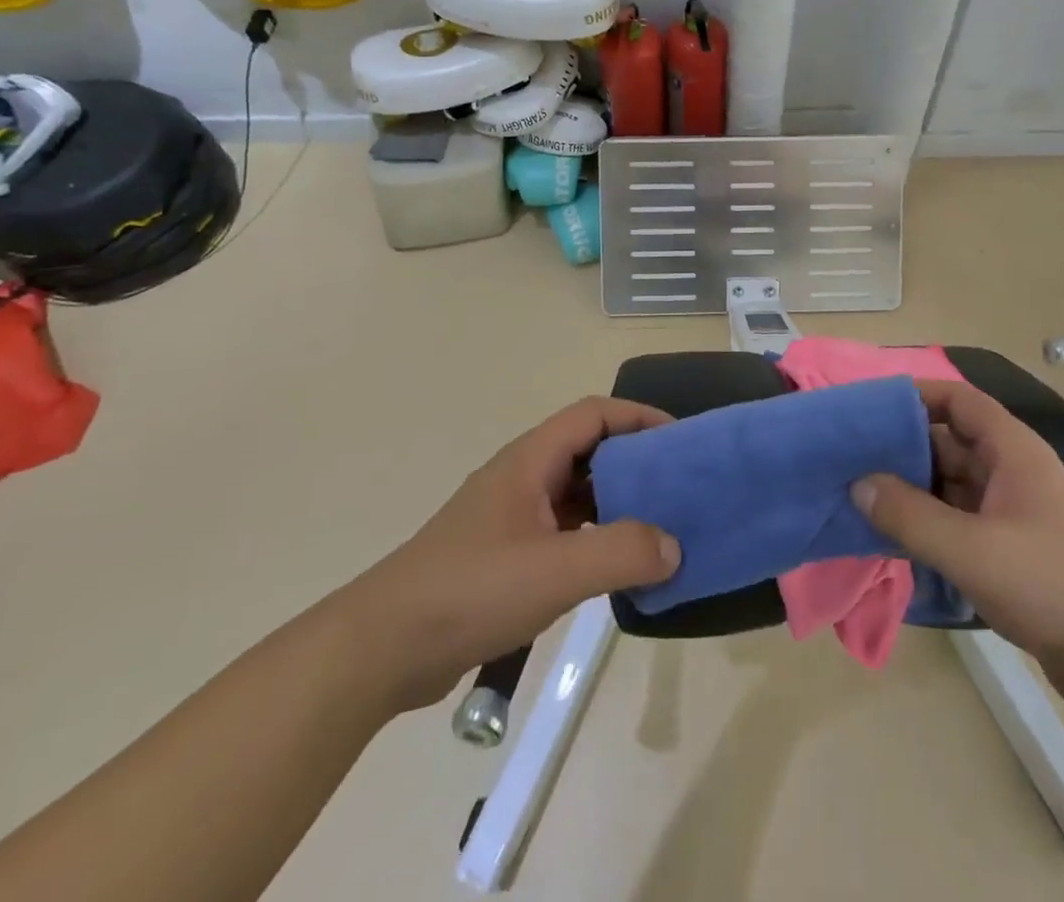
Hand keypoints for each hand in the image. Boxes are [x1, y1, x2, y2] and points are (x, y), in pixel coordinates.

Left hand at [343, 397, 681, 714]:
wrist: (383, 649)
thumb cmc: (471, 590)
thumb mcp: (554, 570)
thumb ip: (621, 552)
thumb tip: (674, 546)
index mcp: (530, 461)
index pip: (594, 414)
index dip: (638, 417)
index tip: (679, 440)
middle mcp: (522, 478)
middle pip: (588, 451)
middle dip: (635, 461)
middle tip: (678, 487)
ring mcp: (511, 517)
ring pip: (576, 494)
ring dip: (616, 503)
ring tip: (659, 527)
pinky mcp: (505, 556)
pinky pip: (563, 531)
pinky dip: (595, 538)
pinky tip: (616, 567)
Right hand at [853, 380, 1063, 722]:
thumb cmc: (1055, 586)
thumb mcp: (973, 549)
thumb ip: (910, 515)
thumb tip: (858, 484)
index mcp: (1012, 452)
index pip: (957, 401)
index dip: (915, 396)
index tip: (868, 411)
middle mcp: (1012, 474)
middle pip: (948, 444)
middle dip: (901, 450)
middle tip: (850, 462)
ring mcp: (1014, 516)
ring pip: (951, 488)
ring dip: (912, 494)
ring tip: (860, 502)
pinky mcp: (1014, 555)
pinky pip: (960, 526)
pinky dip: (929, 528)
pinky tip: (895, 544)